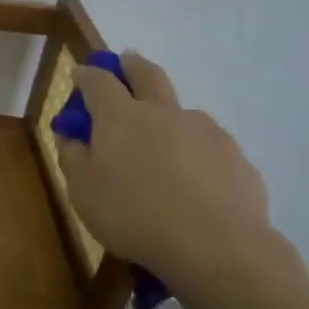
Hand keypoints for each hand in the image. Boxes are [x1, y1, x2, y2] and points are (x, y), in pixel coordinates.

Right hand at [57, 51, 274, 301]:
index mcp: (121, 117)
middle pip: (147, 74)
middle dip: (132, 64)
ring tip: (163, 146)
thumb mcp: (82, 191)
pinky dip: (195, 153)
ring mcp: (205, 131)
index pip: (98, 81)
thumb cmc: (133, 215)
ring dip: (168, 115)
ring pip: (182, 112)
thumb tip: (72, 134)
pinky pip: (208, 147)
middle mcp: (164, 113)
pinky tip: (194, 183)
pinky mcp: (235, 157)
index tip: (80, 73)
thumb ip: (72, 156)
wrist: (215, 246)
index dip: (87, 74)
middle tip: (125, 62)